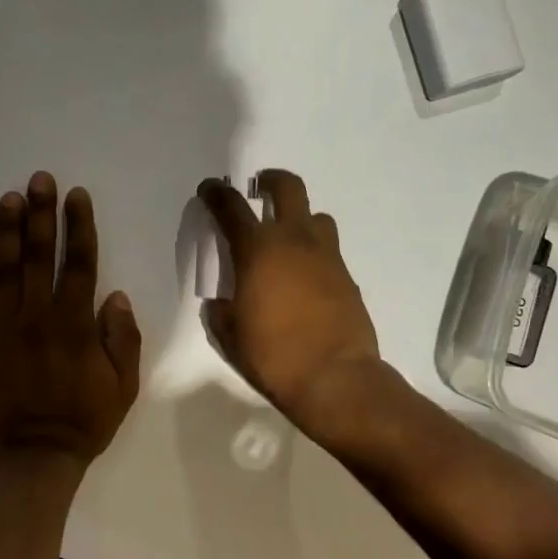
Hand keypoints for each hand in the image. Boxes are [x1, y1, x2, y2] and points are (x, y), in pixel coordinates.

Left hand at [0, 172, 141, 479]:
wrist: (32, 460)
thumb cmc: (84, 423)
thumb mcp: (123, 386)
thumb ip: (122, 339)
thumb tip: (115, 296)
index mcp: (77, 325)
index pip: (80, 264)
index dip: (79, 226)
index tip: (76, 196)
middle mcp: (40, 317)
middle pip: (41, 256)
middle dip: (41, 214)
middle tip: (40, 179)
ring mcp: (6, 329)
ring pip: (7, 271)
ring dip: (9, 232)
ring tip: (9, 198)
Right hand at [196, 170, 380, 428]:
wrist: (335, 377)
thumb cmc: (273, 355)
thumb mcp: (230, 336)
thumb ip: (220, 312)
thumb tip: (220, 303)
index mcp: (258, 250)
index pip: (232, 207)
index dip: (216, 193)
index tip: (210, 188)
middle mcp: (294, 241)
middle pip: (288, 188)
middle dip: (270, 181)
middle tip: (259, 189)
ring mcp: (327, 256)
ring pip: (316, 216)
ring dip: (299, 218)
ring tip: (287, 237)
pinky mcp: (347, 276)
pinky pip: (329, 249)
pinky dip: (314, 252)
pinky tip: (305, 277)